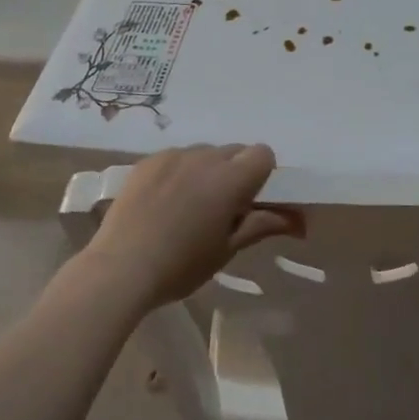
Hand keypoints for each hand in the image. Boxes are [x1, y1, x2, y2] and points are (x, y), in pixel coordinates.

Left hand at [82, 144, 300, 308]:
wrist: (120, 268)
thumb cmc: (182, 265)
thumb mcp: (227, 248)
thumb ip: (262, 225)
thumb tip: (298, 221)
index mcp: (231, 179)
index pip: (263, 153)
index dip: (262, 174)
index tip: (250, 201)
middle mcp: (205, 157)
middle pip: (234, 151)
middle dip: (236, 172)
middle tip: (222, 208)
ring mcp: (173, 155)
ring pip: (204, 153)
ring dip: (207, 171)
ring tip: (188, 206)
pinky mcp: (148, 161)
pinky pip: (176, 157)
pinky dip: (180, 172)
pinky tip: (164, 202)